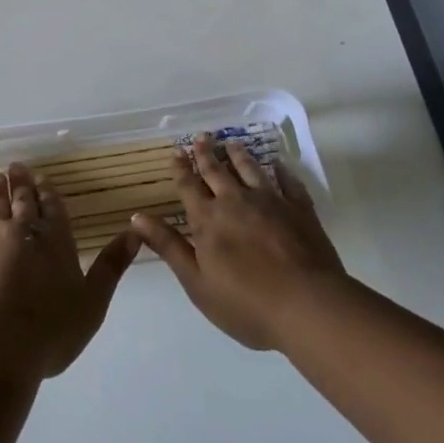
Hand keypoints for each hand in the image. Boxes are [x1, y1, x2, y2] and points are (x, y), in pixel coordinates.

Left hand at [0, 163, 138, 378]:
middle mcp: (24, 232)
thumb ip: (111, 266)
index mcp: (56, 241)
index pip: (53, 208)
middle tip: (16, 166)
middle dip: (22, 184)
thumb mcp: (92, 302)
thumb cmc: (50, 329)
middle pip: (23, 201)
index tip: (41, 176)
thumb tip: (136, 232)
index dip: (47, 191)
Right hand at [132, 135, 349, 350]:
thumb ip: (168, 247)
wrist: (307, 306)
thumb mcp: (196, 282)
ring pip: (250, 170)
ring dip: (239, 155)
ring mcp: (270, 202)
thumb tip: (136, 216)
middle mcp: (235, 202)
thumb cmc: (246, 304)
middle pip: (217, 171)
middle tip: (202, 136)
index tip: (177, 151)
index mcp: (208, 220)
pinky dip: (282, 171)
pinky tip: (279, 165)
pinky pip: (288, 183)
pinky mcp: (299, 210)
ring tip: (232, 143)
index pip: (189, 187)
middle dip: (207, 154)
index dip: (181, 169)